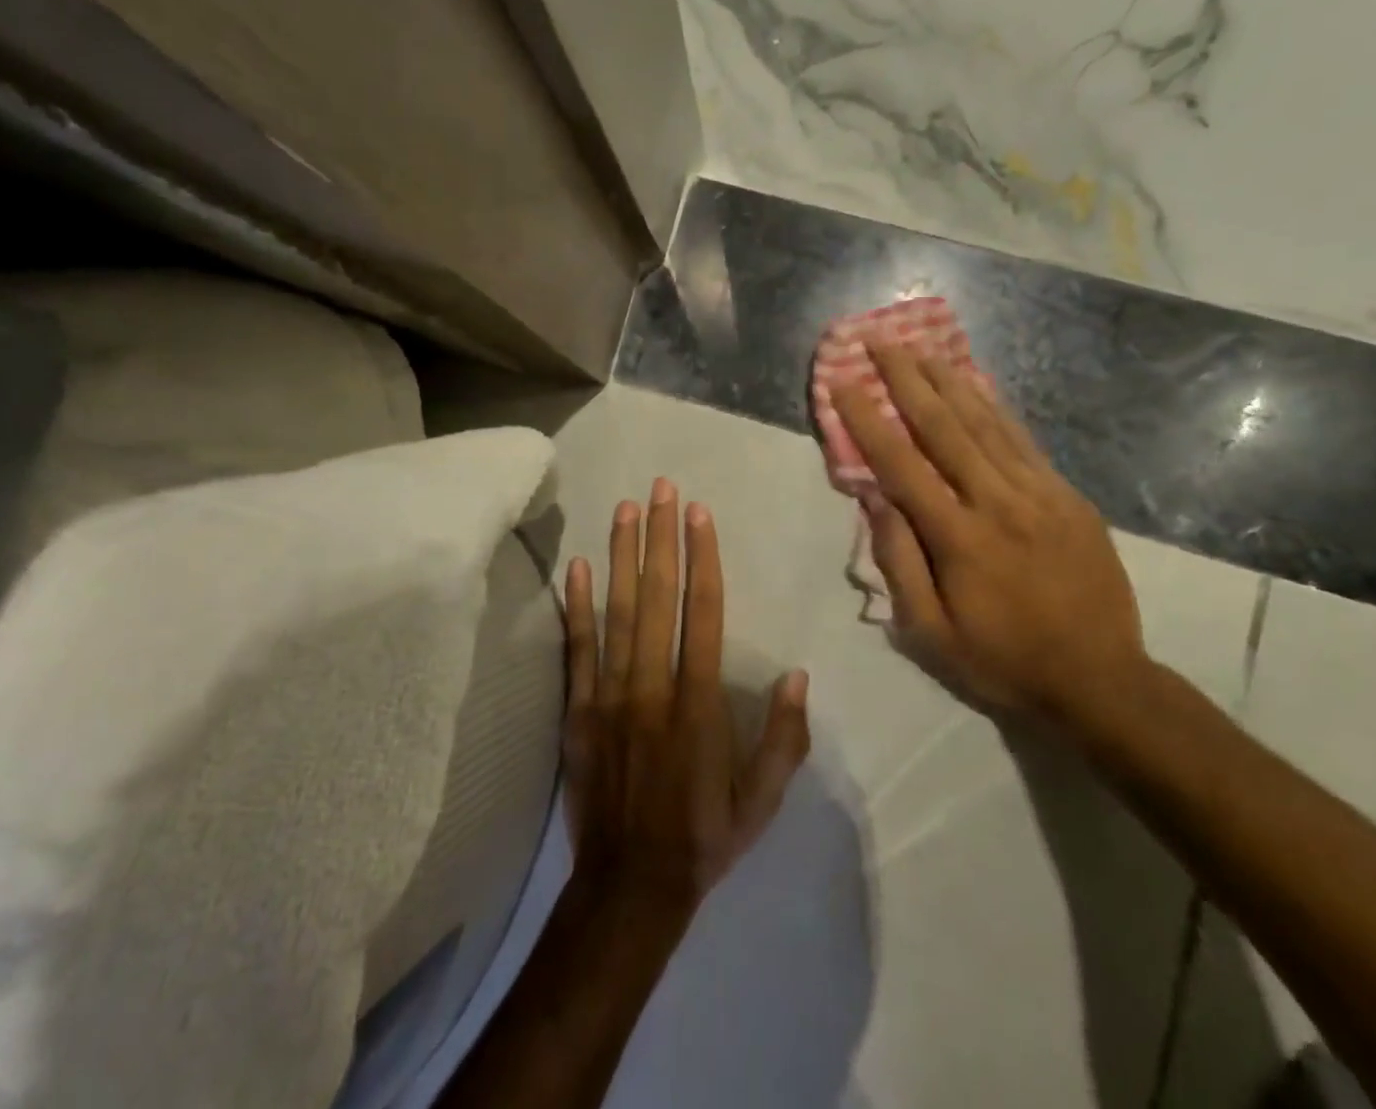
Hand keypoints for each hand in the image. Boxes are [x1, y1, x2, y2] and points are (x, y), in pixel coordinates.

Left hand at [561, 480, 810, 923]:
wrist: (630, 887)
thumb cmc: (704, 837)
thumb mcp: (763, 801)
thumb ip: (785, 738)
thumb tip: (799, 676)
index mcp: (699, 703)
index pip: (703, 613)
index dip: (702, 558)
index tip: (698, 513)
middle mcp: (653, 686)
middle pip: (658, 598)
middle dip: (661, 538)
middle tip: (660, 488)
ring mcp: (610, 696)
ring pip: (618, 612)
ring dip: (623, 556)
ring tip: (625, 509)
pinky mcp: (579, 711)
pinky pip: (578, 650)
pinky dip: (577, 606)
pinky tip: (577, 567)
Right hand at [833, 344, 1146, 723]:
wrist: (1102, 681)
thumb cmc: (1004, 662)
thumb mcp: (932, 635)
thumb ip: (900, 564)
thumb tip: (876, 499)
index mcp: (960, 538)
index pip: (901, 464)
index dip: (866, 419)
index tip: (842, 382)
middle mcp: (998, 502)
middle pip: (944, 427)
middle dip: (906, 379)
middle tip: (880, 341)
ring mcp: (1040, 494)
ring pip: (986, 423)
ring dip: (948, 380)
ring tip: (920, 347)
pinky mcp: (1067, 496)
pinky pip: (1023, 440)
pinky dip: (994, 406)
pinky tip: (976, 382)